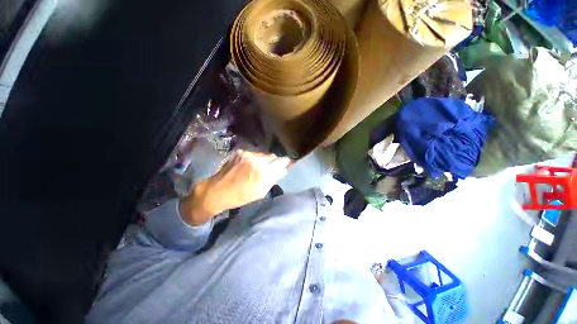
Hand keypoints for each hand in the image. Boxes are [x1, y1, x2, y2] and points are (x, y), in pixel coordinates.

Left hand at [180, 150, 290, 225]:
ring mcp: (247, 154)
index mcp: (263, 172)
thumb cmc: (241, 196)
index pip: (282, 161)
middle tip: (270, 169)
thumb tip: (283, 170)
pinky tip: (247, 166)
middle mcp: (257, 160)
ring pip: (263, 154)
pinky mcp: (240, 152)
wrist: (217, 190)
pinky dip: (253, 159)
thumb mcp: (261, 192)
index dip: (285, 162)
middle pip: (273, 156)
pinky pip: (253, 154)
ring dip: (263, 160)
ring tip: (256, 168)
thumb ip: (274, 179)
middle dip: (273, 162)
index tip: (286, 164)